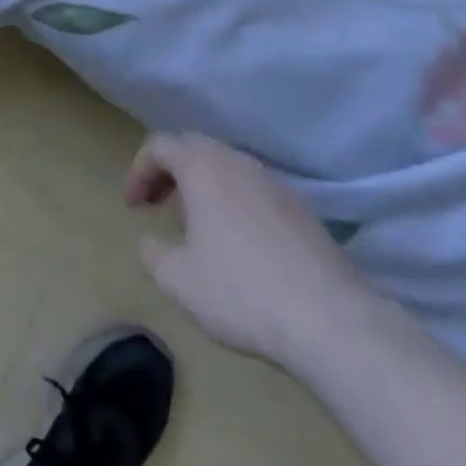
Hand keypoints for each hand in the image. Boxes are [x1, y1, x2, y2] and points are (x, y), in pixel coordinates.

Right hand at [127, 133, 377, 368]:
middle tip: (158, 205)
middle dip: (170, 172)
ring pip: (227, 167)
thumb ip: (153, 253)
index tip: (134, 207)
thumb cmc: (241, 291)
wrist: (332, 320)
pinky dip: (234, 202)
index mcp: (202, 167)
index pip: (159, 145)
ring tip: (197, 227)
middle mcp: (237, 162)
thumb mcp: (178, 280)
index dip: (139, 170)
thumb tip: (150, 241)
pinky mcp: (303, 209)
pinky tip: (239, 244)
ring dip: (203, 186)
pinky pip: (255, 190)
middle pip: (194, 148)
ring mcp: (274, 183)